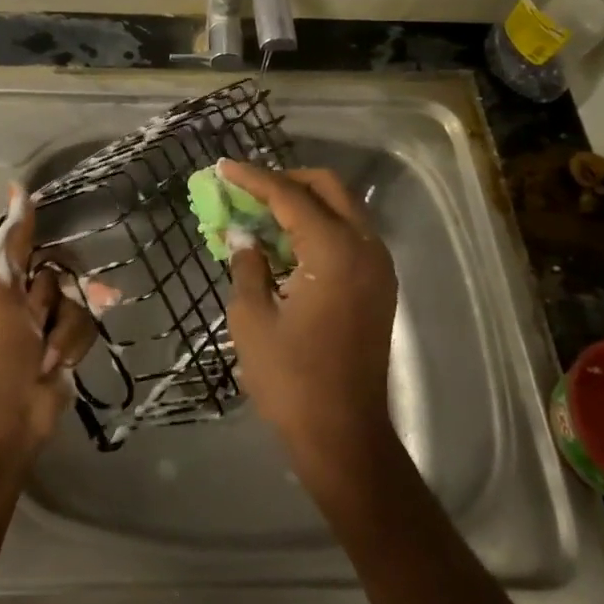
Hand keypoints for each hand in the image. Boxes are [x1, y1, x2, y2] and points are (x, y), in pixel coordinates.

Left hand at [0, 183, 96, 455]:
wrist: (6, 414)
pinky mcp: (66, 347)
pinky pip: (85, 328)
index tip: (61, 245)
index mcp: (0, 279)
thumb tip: (16, 185)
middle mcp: (24, 297)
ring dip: (65, 327)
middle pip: (63, 273)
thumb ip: (15, 239)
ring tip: (48, 352)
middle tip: (42, 315)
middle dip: (61, 294)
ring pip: (78, 301)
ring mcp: (47, 324)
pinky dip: (72, 345)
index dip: (47, 248)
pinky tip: (59, 362)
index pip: (32, 246)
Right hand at [218, 160, 399, 488]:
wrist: (344, 436)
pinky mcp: (379, 287)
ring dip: (304, 204)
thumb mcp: (251, 318)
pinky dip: (319, 228)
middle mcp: (365, 247)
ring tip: (261, 215)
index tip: (223, 167)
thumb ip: (247, 265)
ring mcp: (378, 267)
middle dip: (285, 180)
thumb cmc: (291, 379)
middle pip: (327, 188)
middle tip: (247, 189)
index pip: (289, 195)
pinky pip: (349, 236)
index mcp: (334, 250)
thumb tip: (244, 237)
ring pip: (342, 209)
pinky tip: (287, 245)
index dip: (253, 178)